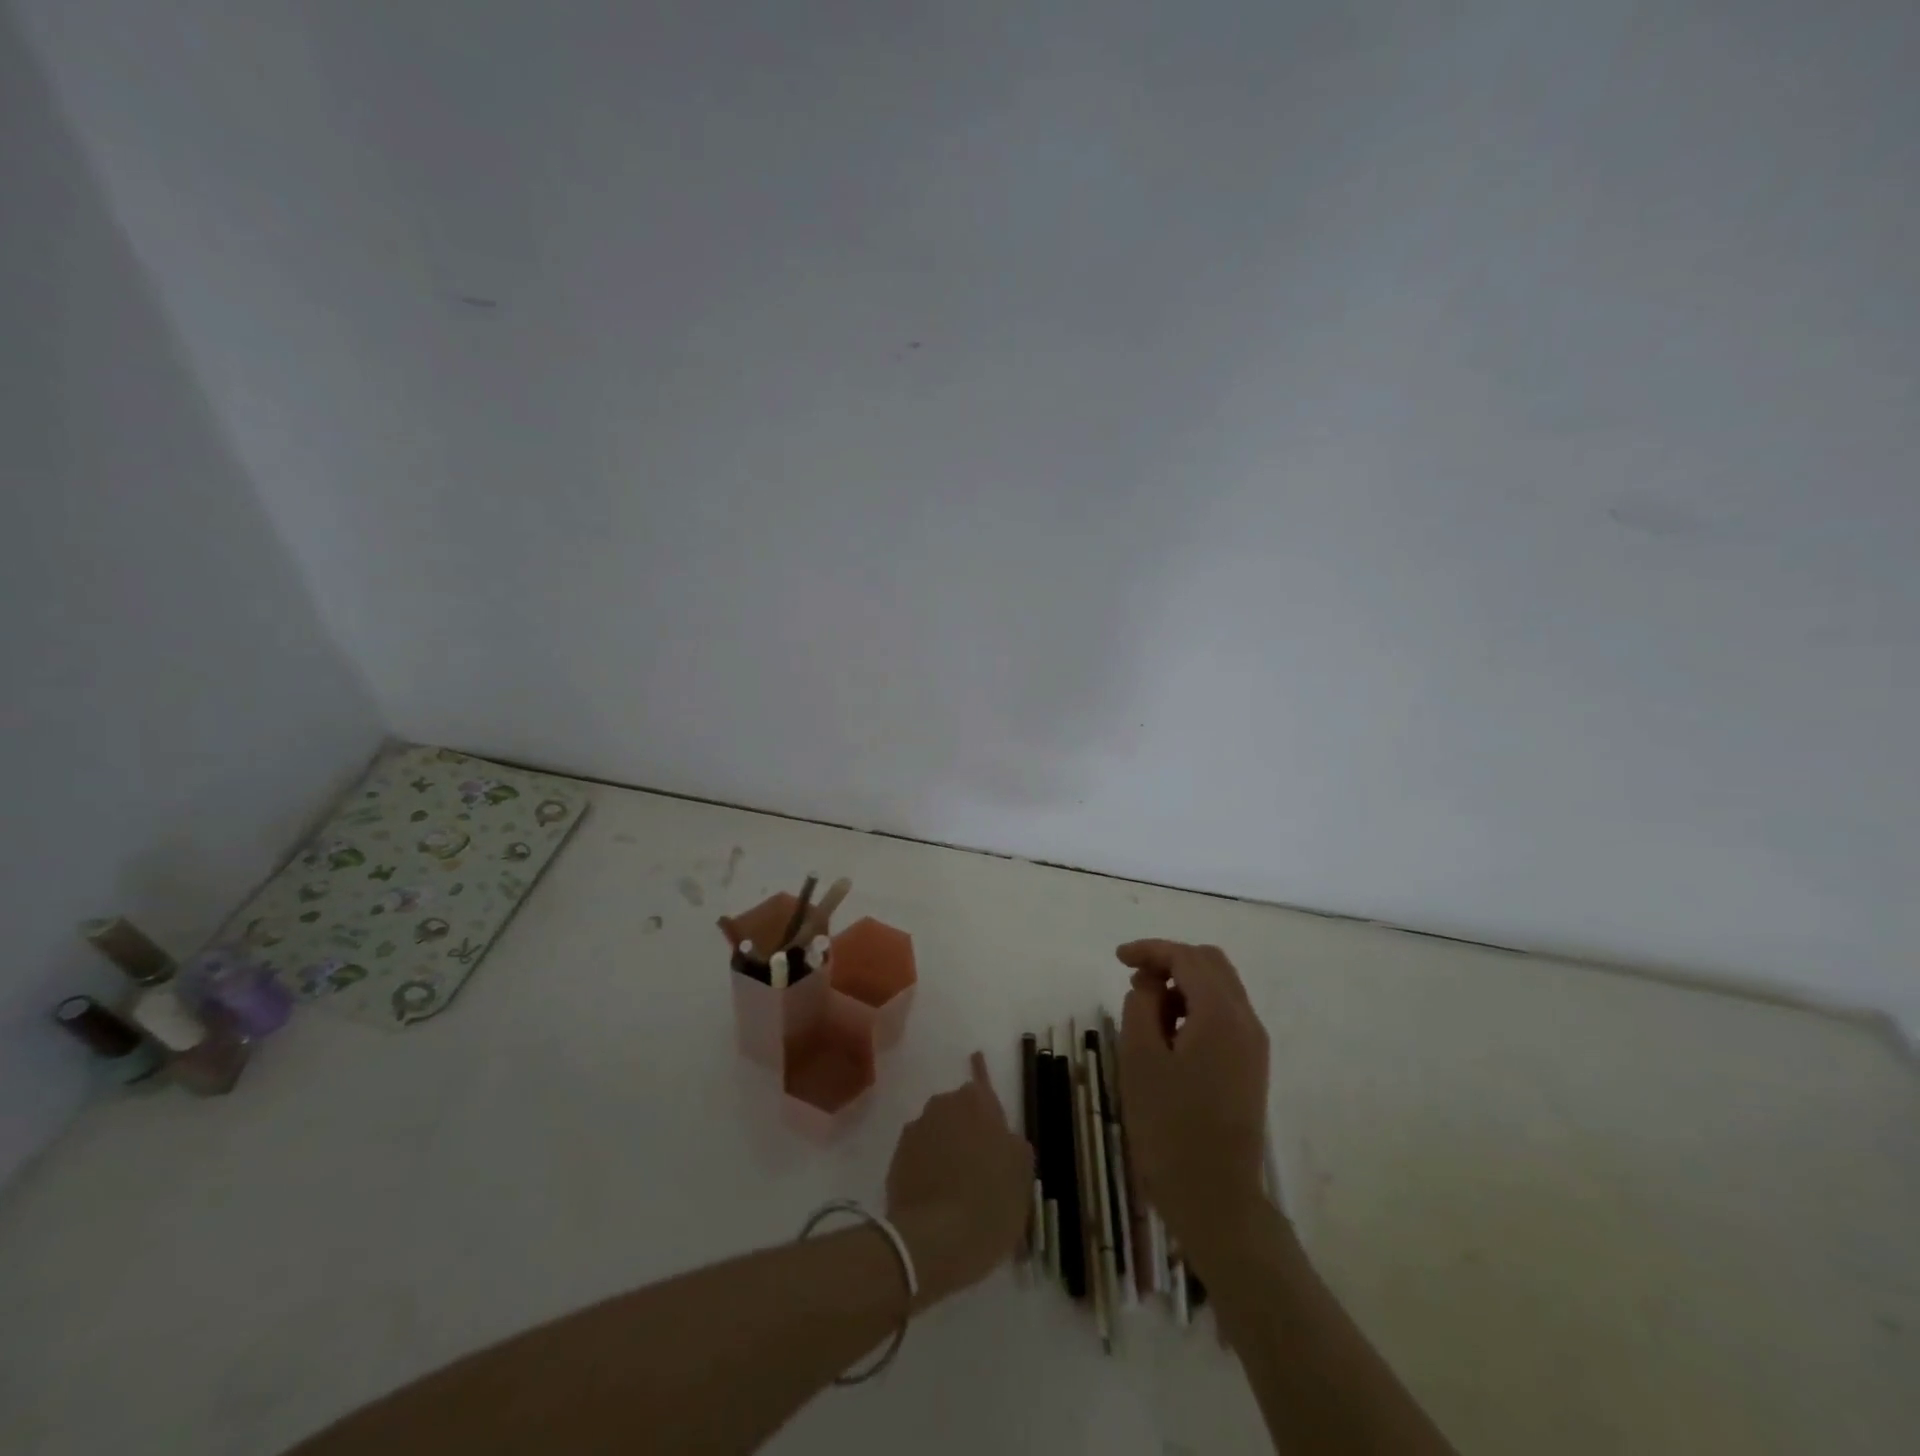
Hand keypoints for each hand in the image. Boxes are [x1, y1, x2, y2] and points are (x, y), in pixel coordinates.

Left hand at [885, 1052, 1033, 1304]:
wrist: (934, 1241)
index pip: (981, 1079)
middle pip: (959, 1109)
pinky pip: (919, 1154)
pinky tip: (936, 1195)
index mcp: (978, 1103)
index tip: (976, 1056)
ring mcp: (916, 1129)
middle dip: (967, 1127)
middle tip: (980, 1164)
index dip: (981, 1071)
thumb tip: (1003, 1138)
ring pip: (937, 1131)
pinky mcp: (897, 1157)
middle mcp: (944, 1105)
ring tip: (956, 1185)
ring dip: (946, 1147)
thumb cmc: (990, 1203)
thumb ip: (1014, 1147)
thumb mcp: (1022, 1176)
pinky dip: (927, 1167)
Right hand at [1117, 940, 1272, 1259]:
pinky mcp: (1251, 1066)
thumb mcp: (1140, 1058)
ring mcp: (1253, 1045)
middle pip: (1211, 964)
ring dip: (1183, 983)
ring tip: (1145, 1005)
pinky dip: (1196, 1005)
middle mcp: (1246, 1021)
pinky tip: (1168, 1029)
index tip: (1117, 958)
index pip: (1187, 958)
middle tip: (1133, 977)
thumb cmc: (1169, 1127)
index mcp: (1221, 1015)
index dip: (1151, 950)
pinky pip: (1224, 1014)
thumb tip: (1151, 983)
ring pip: (1220, 987)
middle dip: (1170, 960)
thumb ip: (1142, 1005)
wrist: (1215, 1199)